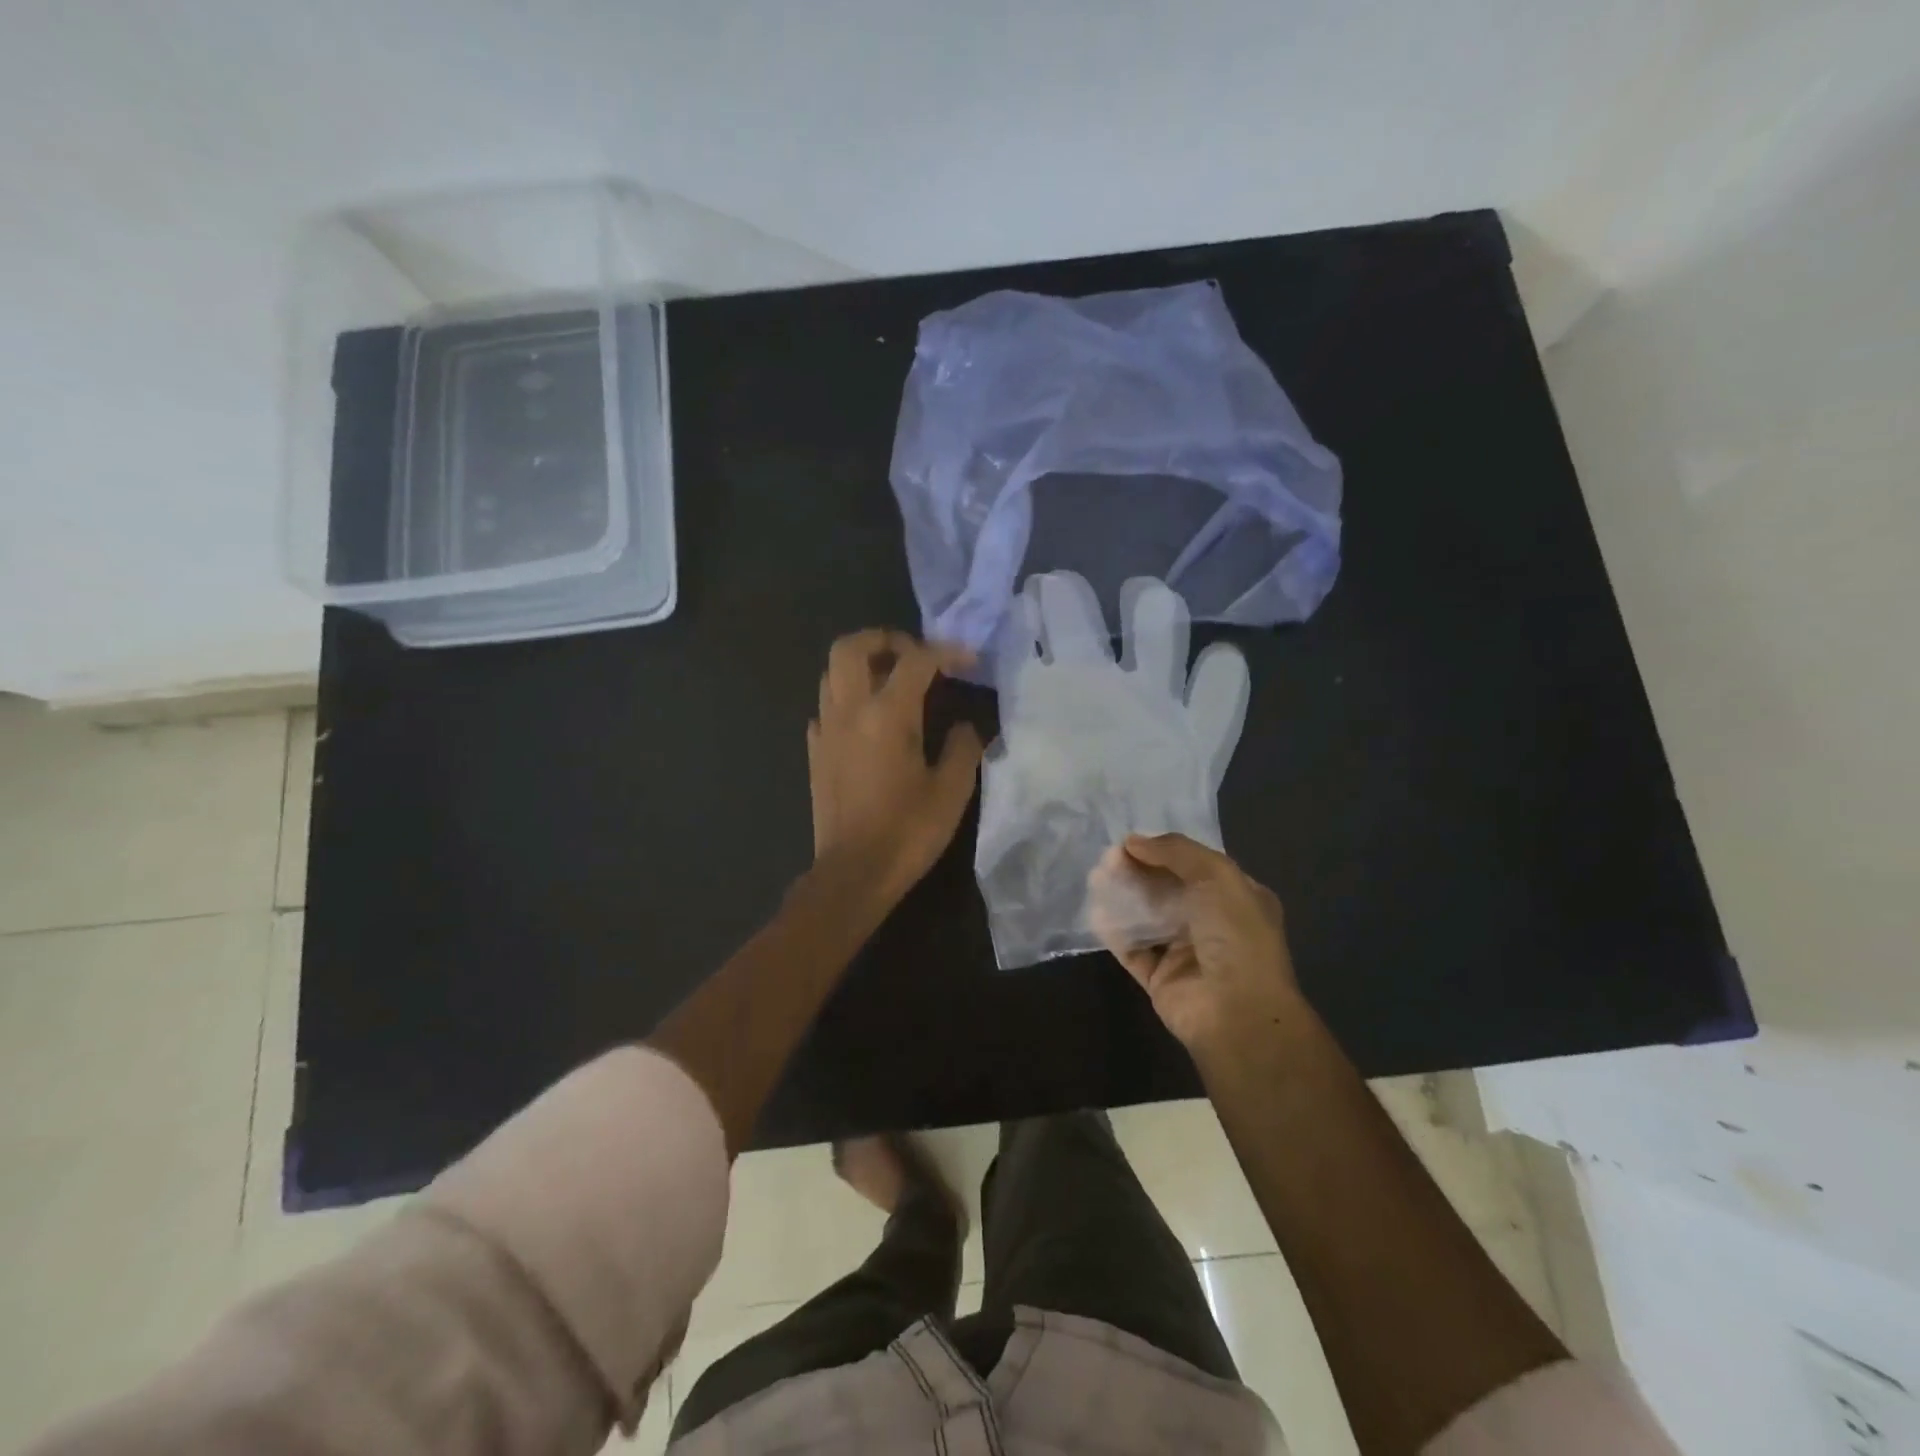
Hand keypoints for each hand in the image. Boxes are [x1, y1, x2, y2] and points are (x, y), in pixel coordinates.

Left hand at [808, 630, 984, 901]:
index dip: (947, 652)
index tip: (970, 661)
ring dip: (862, 666)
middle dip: (884, 639)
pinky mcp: (815, 752)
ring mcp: (825, 730)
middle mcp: (849, 711)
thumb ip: (962, 748)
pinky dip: (847, 699)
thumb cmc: (907, 832)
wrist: (853, 873)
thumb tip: (964, 728)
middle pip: (851, 648)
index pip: (916, 660)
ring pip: (832, 673)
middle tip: (913, 654)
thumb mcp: (951, 791)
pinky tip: (869, 722)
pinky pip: (826, 707)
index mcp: (887, 714)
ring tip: (892, 681)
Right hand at [1088, 833, 1303, 1056]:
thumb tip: (1133, 841)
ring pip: (1146, 917)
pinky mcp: (1160, 978)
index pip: (1195, 866)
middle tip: (1107, 859)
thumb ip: (1176, 851)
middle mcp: (1212, 923)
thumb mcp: (1218, 876)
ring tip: (1095, 878)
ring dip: (1122, 896)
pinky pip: (1132, 948)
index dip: (1163, 851)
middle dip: (1137, 871)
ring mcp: (1185, 953)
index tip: (1130, 842)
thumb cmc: (1235, 936)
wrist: (1237, 1013)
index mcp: (1236, 898)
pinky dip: (1114, 930)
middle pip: (1166, 889)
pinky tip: (1096, 911)